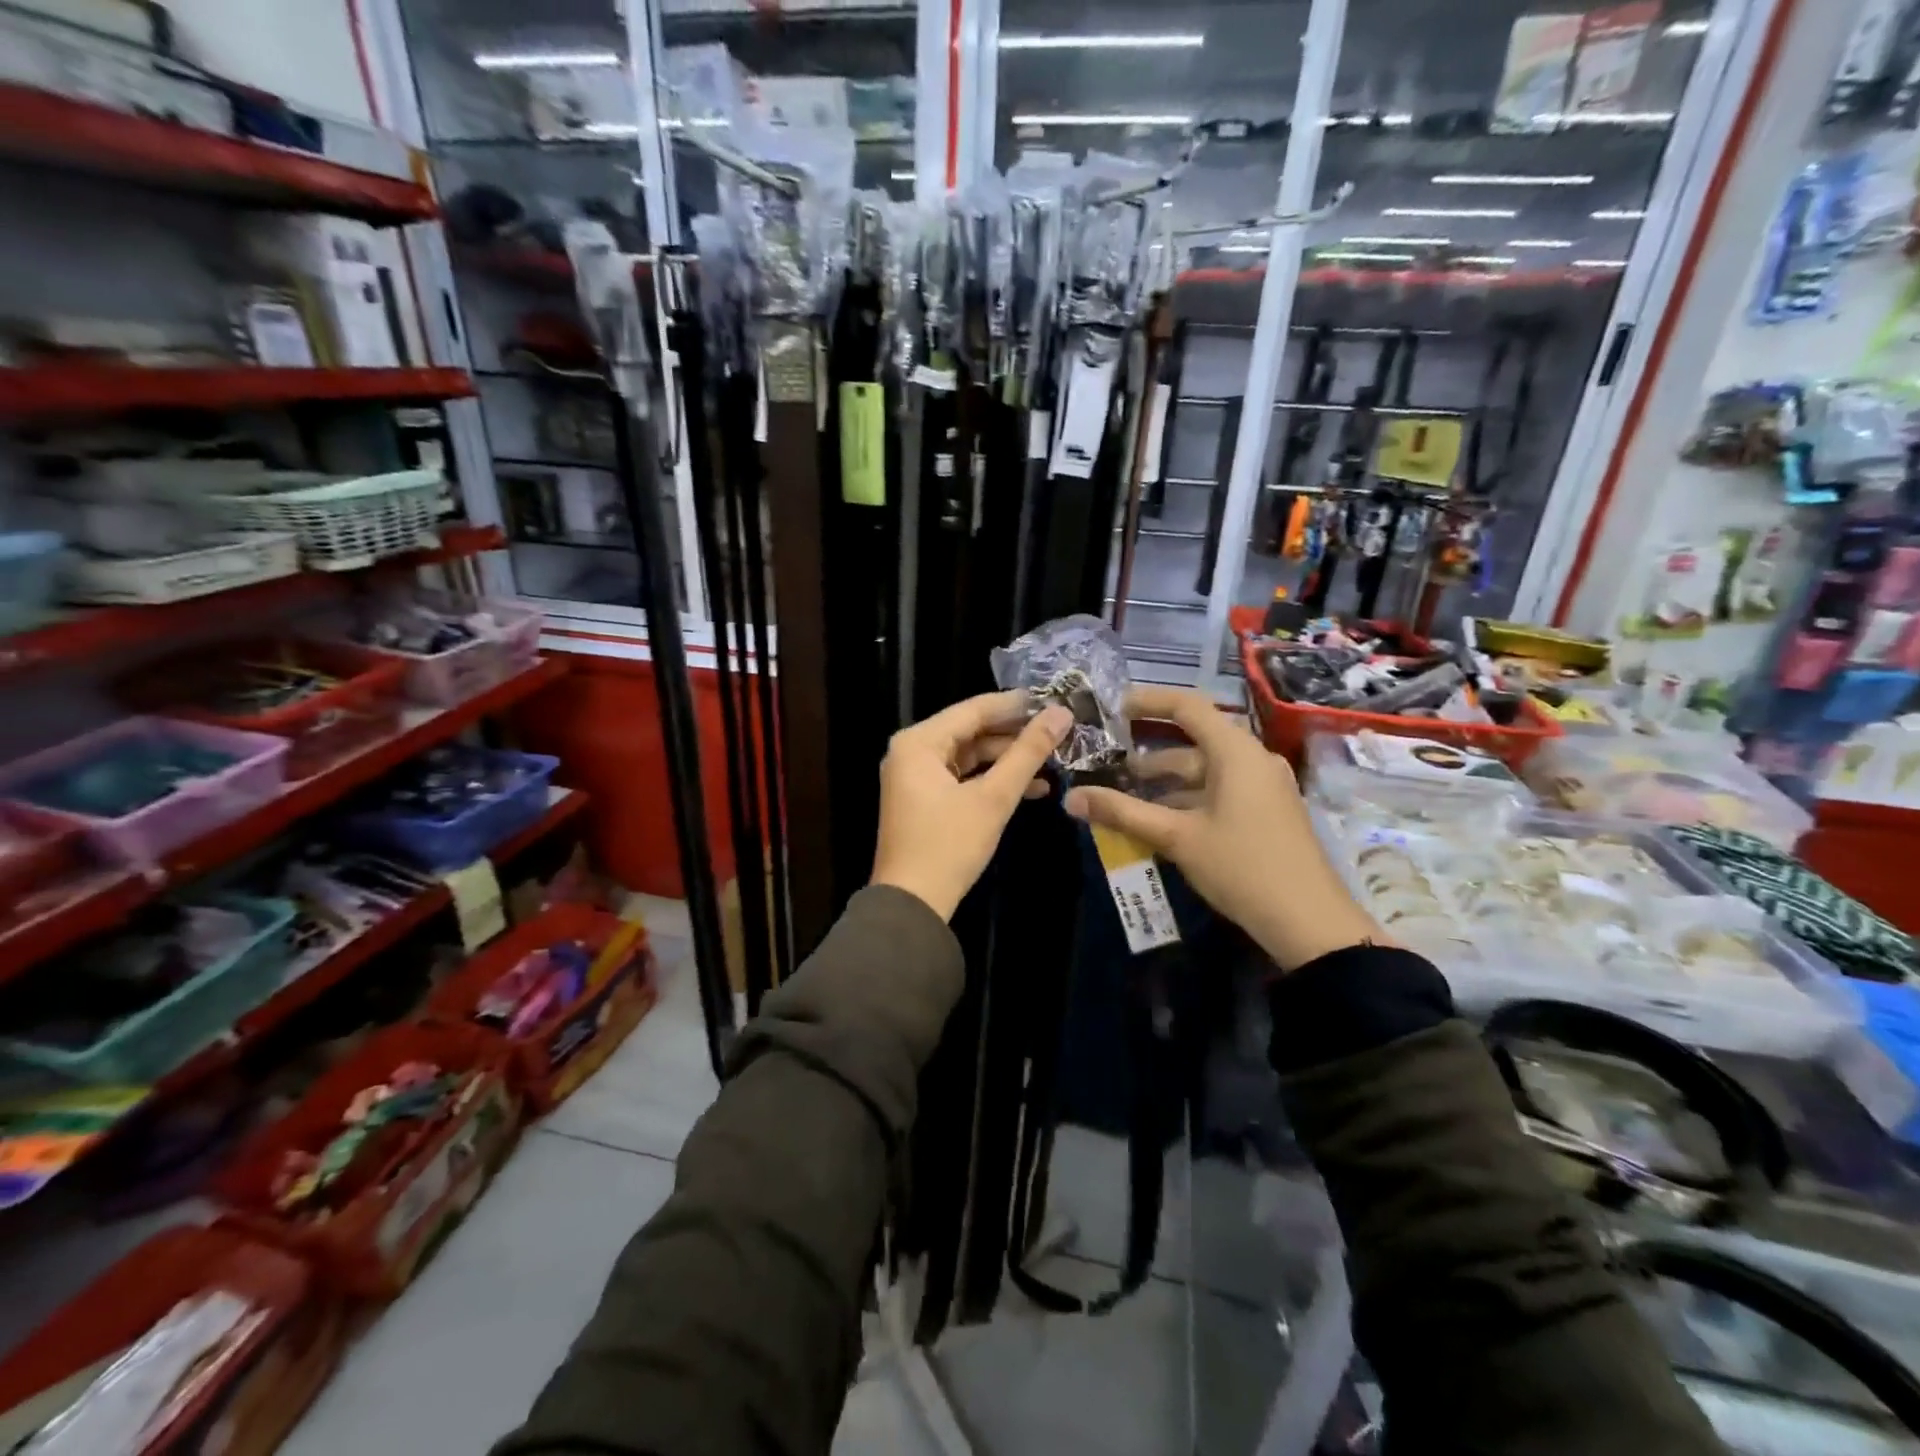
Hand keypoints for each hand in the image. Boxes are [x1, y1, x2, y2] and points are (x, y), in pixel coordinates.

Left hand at [871, 691, 1072, 920]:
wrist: (912, 905)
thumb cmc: (949, 845)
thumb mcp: (994, 797)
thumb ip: (1027, 753)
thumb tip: (1061, 714)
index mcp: (919, 742)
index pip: (974, 709)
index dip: (1016, 705)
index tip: (1056, 700)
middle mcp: (912, 751)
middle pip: (971, 731)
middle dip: (1015, 735)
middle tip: (1059, 732)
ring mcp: (916, 776)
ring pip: (970, 756)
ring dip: (1008, 761)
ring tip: (1053, 762)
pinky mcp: (924, 799)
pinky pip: (962, 777)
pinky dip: (992, 781)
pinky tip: (1033, 789)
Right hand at [1063, 686, 1381, 970]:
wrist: (1309, 922)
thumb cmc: (1241, 867)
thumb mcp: (1177, 838)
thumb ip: (1122, 813)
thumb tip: (1070, 798)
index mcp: (1236, 753)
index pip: (1188, 707)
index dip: (1149, 702)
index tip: (1113, 710)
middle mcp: (1252, 760)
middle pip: (1195, 743)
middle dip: (1150, 755)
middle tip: (1109, 764)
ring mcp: (1263, 788)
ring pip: (1205, 773)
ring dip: (1166, 783)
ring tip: (1125, 798)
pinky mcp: (1266, 813)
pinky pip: (1219, 793)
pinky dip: (1187, 800)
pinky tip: (1159, 823)